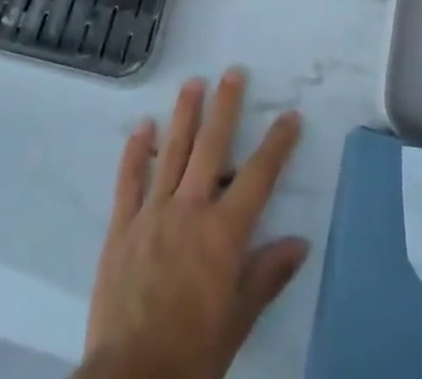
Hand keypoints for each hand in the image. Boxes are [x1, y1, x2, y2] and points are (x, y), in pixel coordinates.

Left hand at [79, 71, 307, 378]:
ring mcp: (153, 213)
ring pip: (171, 152)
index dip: (277, 144)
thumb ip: (267, 276)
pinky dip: (135, 151)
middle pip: (211, 147)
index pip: (258, 177)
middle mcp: (190, 210)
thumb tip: (300, 243)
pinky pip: (129, 180)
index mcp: (223, 233)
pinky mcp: (122, 226)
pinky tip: (142, 126)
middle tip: (232, 73)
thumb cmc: (194, 352)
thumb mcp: (239, 319)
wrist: (133, 378)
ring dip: (184, 115)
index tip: (290, 115)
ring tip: (193, 83)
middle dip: (225, 107)